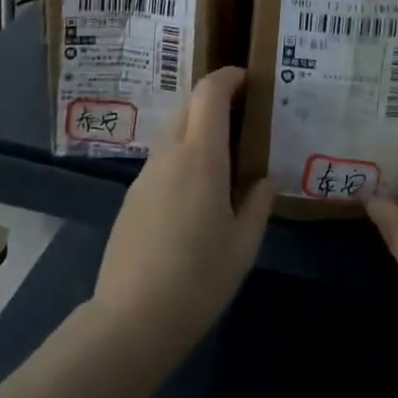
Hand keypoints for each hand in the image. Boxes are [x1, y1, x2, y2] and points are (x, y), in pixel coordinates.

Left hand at [91, 66, 274, 360]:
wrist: (131, 321)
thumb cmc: (198, 280)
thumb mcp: (243, 246)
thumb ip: (258, 204)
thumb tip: (266, 178)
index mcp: (201, 156)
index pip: (210, 92)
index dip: (228, 77)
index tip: (248, 79)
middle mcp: (170, 153)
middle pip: (189, 104)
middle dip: (215, 98)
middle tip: (243, 114)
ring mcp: (146, 173)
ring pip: (174, 130)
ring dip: (197, 126)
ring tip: (224, 154)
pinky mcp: (132, 196)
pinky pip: (163, 157)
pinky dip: (183, 153)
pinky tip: (196, 190)